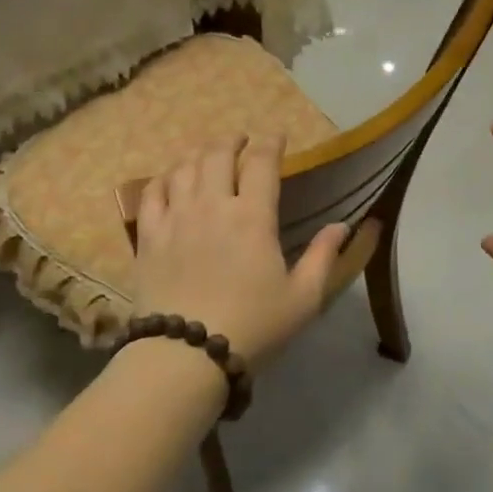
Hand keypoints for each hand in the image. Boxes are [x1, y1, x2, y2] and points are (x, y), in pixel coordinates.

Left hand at [132, 136, 348, 369]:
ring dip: (199, 154)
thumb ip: (323, 256)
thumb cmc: (254, 325)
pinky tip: (171, 180)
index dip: (271, 143)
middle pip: (218, 154)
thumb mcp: (303, 297)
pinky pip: (152, 192)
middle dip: (232, 141)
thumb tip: (343, 225)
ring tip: (208, 155)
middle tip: (241, 141)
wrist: (186, 354)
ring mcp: (175, 218)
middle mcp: (212, 205)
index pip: (262, 162)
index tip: (277, 137)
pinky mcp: (148, 236)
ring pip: (184, 167)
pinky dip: (164, 178)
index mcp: (253, 216)